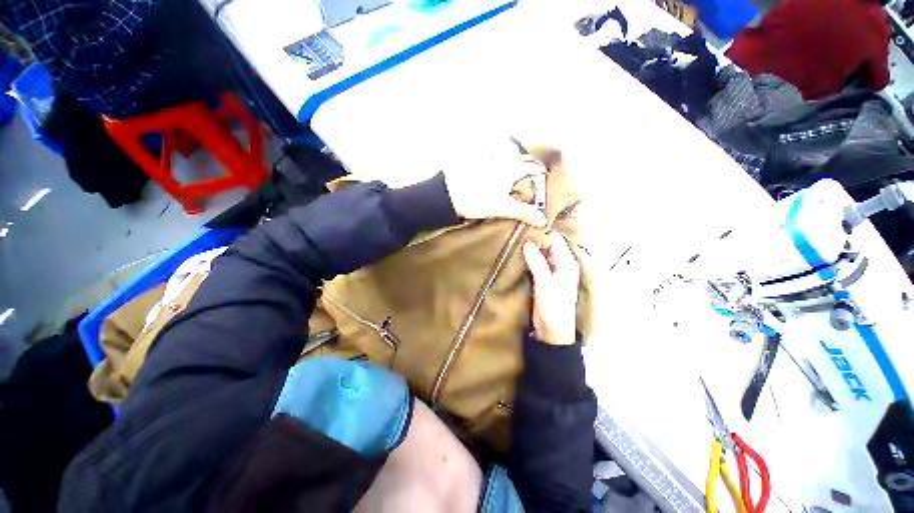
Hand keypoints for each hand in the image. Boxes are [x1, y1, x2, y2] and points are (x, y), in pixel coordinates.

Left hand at [443, 158, 546, 227]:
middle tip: (534, 186)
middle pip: (522, 161)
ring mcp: (488, 163)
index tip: (546, 186)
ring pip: (509, 163)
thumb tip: (542, 220)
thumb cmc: (475, 199)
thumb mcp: (501, 207)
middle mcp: (501, 161)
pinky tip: (500, 184)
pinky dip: (503, 173)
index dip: (542, 176)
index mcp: (510, 167)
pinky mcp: (478, 169)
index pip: (533, 167)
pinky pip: (497, 167)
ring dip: (516, 171)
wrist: (446, 196)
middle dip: (530, 171)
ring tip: (519, 185)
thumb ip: (523, 212)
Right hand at [522, 232, 579, 345]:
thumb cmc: (553, 309)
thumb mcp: (545, 286)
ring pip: (539, 252)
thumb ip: (537, 263)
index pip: (554, 240)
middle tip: (515, 239)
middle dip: (533, 241)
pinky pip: (534, 262)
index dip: (540, 237)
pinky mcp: (542, 277)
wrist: (551, 332)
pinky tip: (516, 256)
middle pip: (547, 244)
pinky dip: (526, 258)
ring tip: (513, 245)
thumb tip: (527, 243)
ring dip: (528, 250)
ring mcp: (551, 270)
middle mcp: (560, 264)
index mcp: (567, 264)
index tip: (523, 237)